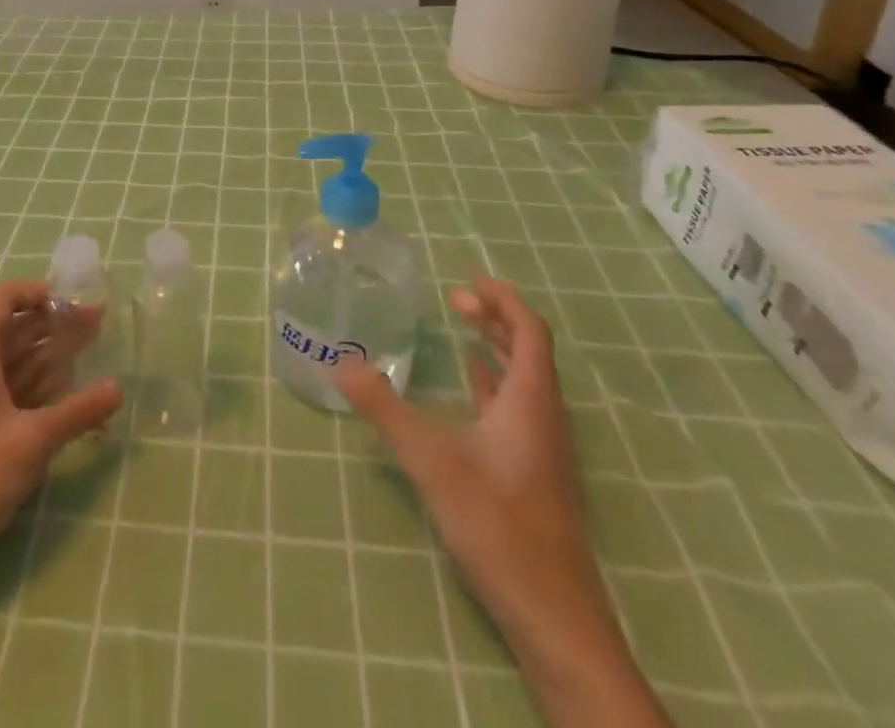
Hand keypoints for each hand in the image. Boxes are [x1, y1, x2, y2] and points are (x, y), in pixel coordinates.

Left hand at [0, 281, 121, 632]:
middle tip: (99, 327)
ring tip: (92, 352)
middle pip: (16, 328)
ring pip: (17, 361)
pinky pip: (14, 391)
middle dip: (56, 323)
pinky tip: (70, 393)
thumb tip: (117, 389)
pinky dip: (41, 385)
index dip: (38, 293)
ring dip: (52, 353)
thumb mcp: (34, 439)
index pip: (5, 298)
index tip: (73, 304)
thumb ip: (79, 411)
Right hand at [336, 279, 669, 727]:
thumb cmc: (497, 524)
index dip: (504, 299)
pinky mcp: (535, 472)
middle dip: (495, 317)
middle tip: (455, 298)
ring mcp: (543, 447)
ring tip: (462, 326)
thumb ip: (384, 408)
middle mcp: (544, 415)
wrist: (554, 617)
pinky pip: (518, 406)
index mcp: (531, 400)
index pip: (530, 330)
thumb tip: (340, 364)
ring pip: (525, 379)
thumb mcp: (431, 460)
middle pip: (529, 350)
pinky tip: (471, 386)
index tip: (469, 278)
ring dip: (496, 347)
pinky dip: (494, 381)